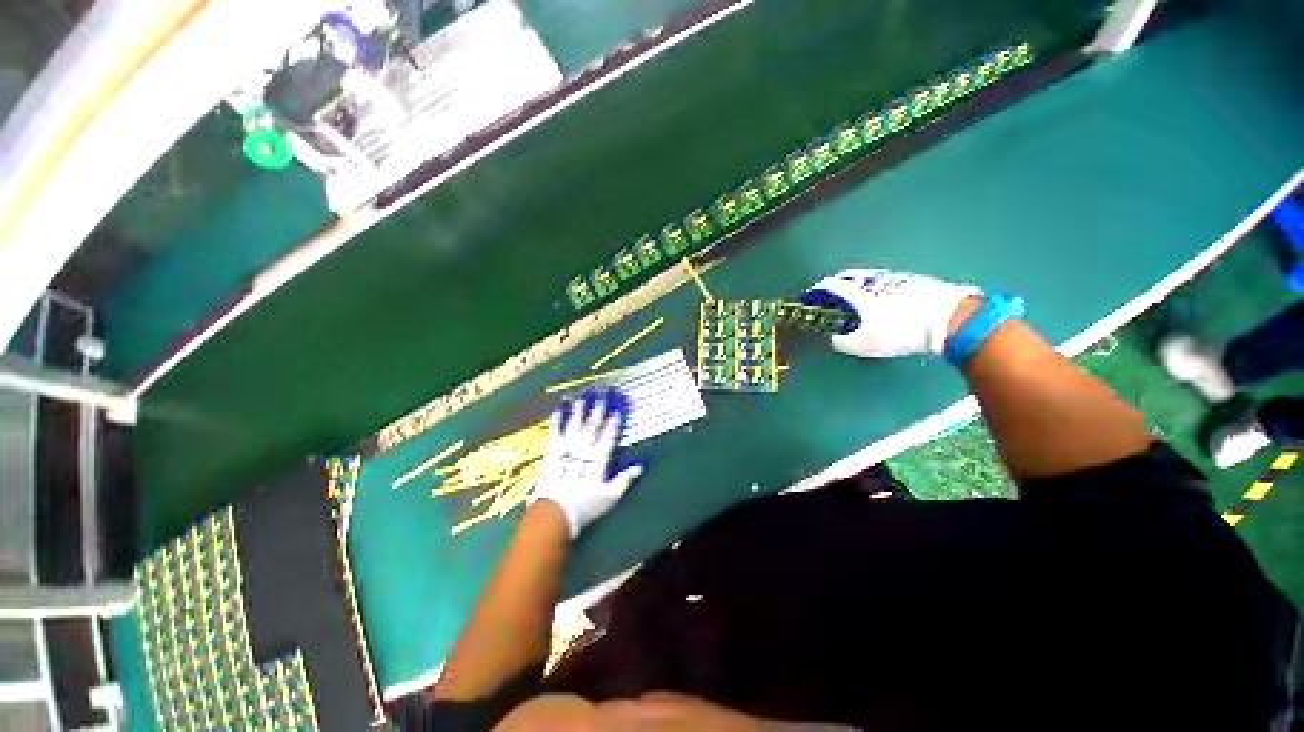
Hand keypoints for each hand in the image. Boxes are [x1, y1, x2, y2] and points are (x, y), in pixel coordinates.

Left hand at [531, 389, 644, 537]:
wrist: (554, 514)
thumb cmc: (585, 506)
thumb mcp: (610, 496)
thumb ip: (625, 479)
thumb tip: (640, 465)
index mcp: (599, 458)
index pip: (609, 434)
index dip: (614, 420)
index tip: (618, 406)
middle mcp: (584, 449)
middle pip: (593, 424)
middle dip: (599, 407)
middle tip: (604, 391)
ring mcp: (567, 448)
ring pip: (575, 423)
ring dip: (580, 407)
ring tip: (584, 393)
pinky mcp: (553, 451)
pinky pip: (556, 430)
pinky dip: (558, 417)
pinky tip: (560, 406)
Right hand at [801, 268, 979, 357]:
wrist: (948, 318)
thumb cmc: (899, 331)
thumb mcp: (865, 344)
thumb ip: (844, 341)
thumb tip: (835, 338)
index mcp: (858, 293)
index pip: (832, 286)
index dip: (818, 290)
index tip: (809, 295)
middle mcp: (873, 280)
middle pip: (849, 276)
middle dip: (836, 283)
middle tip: (830, 293)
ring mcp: (894, 277)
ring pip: (867, 276)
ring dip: (856, 283)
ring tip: (853, 295)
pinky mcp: (912, 280)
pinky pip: (884, 280)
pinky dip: (873, 286)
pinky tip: (880, 297)